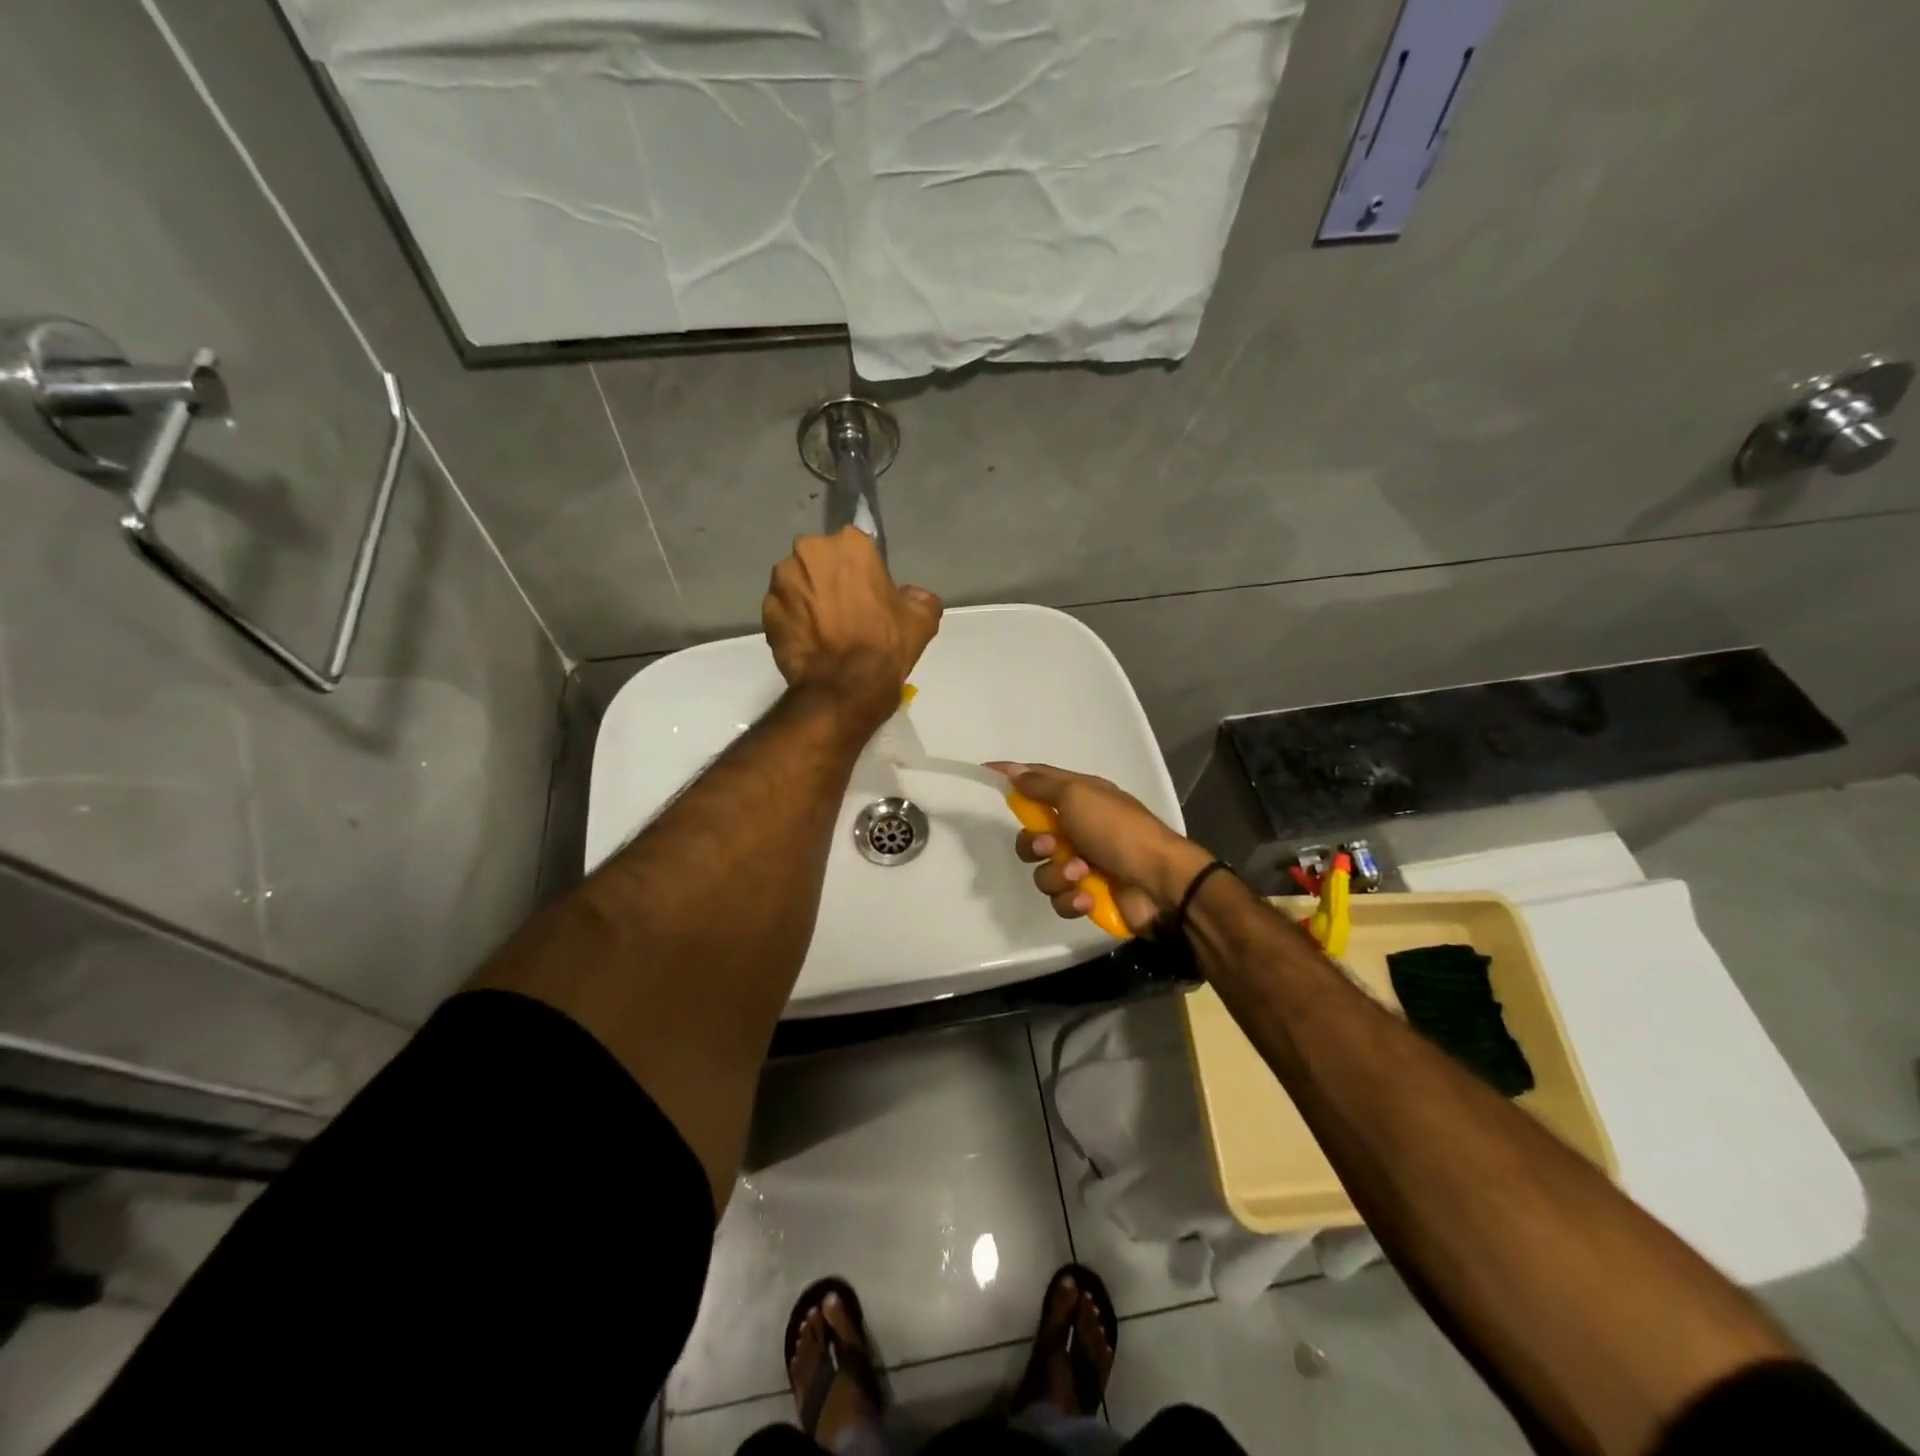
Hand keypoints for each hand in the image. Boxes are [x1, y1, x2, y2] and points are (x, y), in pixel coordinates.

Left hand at [763, 527, 942, 729]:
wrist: (845, 688)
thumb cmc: (885, 646)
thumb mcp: (921, 619)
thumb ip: (917, 596)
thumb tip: (909, 596)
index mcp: (849, 544)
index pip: (856, 548)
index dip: (863, 571)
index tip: (868, 593)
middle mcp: (808, 551)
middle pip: (821, 560)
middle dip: (829, 579)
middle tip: (845, 610)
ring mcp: (781, 581)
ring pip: (798, 583)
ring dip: (808, 598)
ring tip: (824, 629)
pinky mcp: (765, 611)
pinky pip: (783, 610)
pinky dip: (793, 621)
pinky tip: (809, 642)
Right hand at [991, 763, 1217, 934]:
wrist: (1160, 883)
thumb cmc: (1118, 830)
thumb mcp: (1078, 796)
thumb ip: (1041, 786)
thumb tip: (1012, 769)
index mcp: (1079, 798)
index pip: (1037, 781)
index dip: (1012, 777)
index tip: (984, 772)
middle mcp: (1078, 828)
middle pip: (1031, 837)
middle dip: (1033, 845)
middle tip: (1050, 847)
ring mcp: (1083, 864)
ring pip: (1042, 872)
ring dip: (1058, 875)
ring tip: (1081, 874)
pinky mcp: (1088, 895)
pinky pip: (1060, 899)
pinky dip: (1072, 899)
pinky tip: (1089, 896)